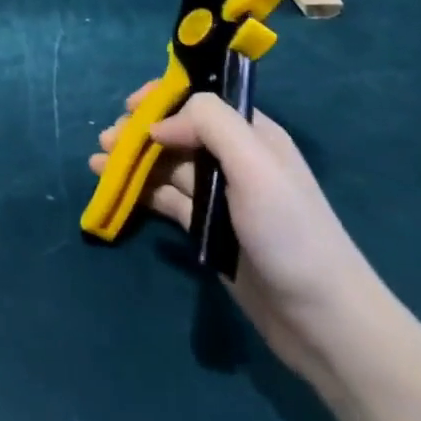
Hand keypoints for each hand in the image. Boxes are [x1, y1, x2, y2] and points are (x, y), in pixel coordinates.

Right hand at [89, 87, 389, 386]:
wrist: (322, 321)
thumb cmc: (290, 234)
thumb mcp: (255, 166)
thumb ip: (210, 125)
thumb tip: (159, 124)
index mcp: (253, 135)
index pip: (201, 101)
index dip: (163, 98)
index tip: (129, 107)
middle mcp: (235, 159)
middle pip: (177, 132)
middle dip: (140, 130)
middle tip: (107, 140)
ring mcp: (220, 195)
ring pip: (167, 165)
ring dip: (133, 159)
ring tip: (98, 162)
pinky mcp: (207, 228)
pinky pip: (166, 199)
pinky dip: (139, 190)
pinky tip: (113, 187)